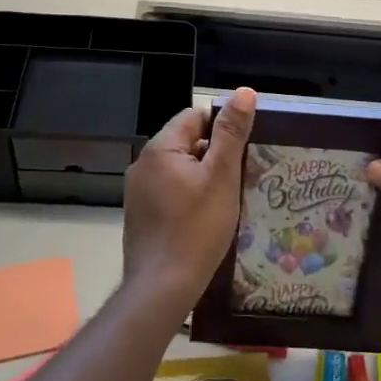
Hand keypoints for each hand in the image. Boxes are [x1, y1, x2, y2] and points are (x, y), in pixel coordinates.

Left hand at [122, 87, 256, 311]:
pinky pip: (168, 193)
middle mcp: (142, 164)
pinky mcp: (139, 216)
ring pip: (178, 170)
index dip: (222, 128)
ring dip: (202, 178)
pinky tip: (205, 219)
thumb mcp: (222, 177)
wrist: (162, 289)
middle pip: (186, 143)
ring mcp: (137, 192)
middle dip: (214, 155)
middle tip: (241, 176)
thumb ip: (231, 133)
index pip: (194, 117)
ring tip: (228, 198)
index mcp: (159, 148)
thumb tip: (244, 92)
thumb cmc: (197, 229)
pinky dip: (188, 197)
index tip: (244, 149)